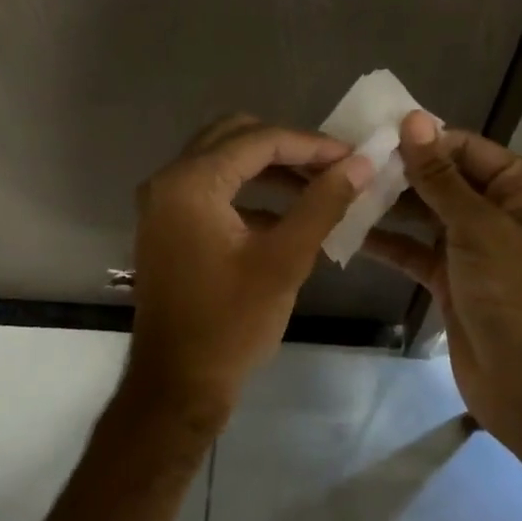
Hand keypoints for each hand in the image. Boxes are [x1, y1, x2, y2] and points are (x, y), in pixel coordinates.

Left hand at [129, 114, 371, 427]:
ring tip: (317, 184)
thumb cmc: (231, 324)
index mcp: (190, 182)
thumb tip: (360, 164)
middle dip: (286, 146)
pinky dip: (247, 190)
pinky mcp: (166, 225)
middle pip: (234, 136)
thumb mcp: (285, 261)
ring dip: (268, 166)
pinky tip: (285, 214)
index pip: (258, 140)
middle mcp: (168, 180)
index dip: (310, 144)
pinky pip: (210, 188)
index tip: (353, 156)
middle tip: (331, 165)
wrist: (177, 384)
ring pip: (221, 160)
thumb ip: (323, 204)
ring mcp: (162, 203)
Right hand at [363, 112, 521, 469]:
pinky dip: (385, 242)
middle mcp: (499, 211)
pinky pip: (413, 250)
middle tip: (344, 160)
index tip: (369, 133)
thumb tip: (413, 119)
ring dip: (387, 204)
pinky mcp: (449, 278)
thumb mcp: (479, 228)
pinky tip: (346, 230)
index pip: (466, 148)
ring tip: (338, 188)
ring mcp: (472, 247)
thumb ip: (440, 177)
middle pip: (443, 179)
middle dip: (399, 171)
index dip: (422, 140)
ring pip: (424, 214)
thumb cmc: (516, 295)